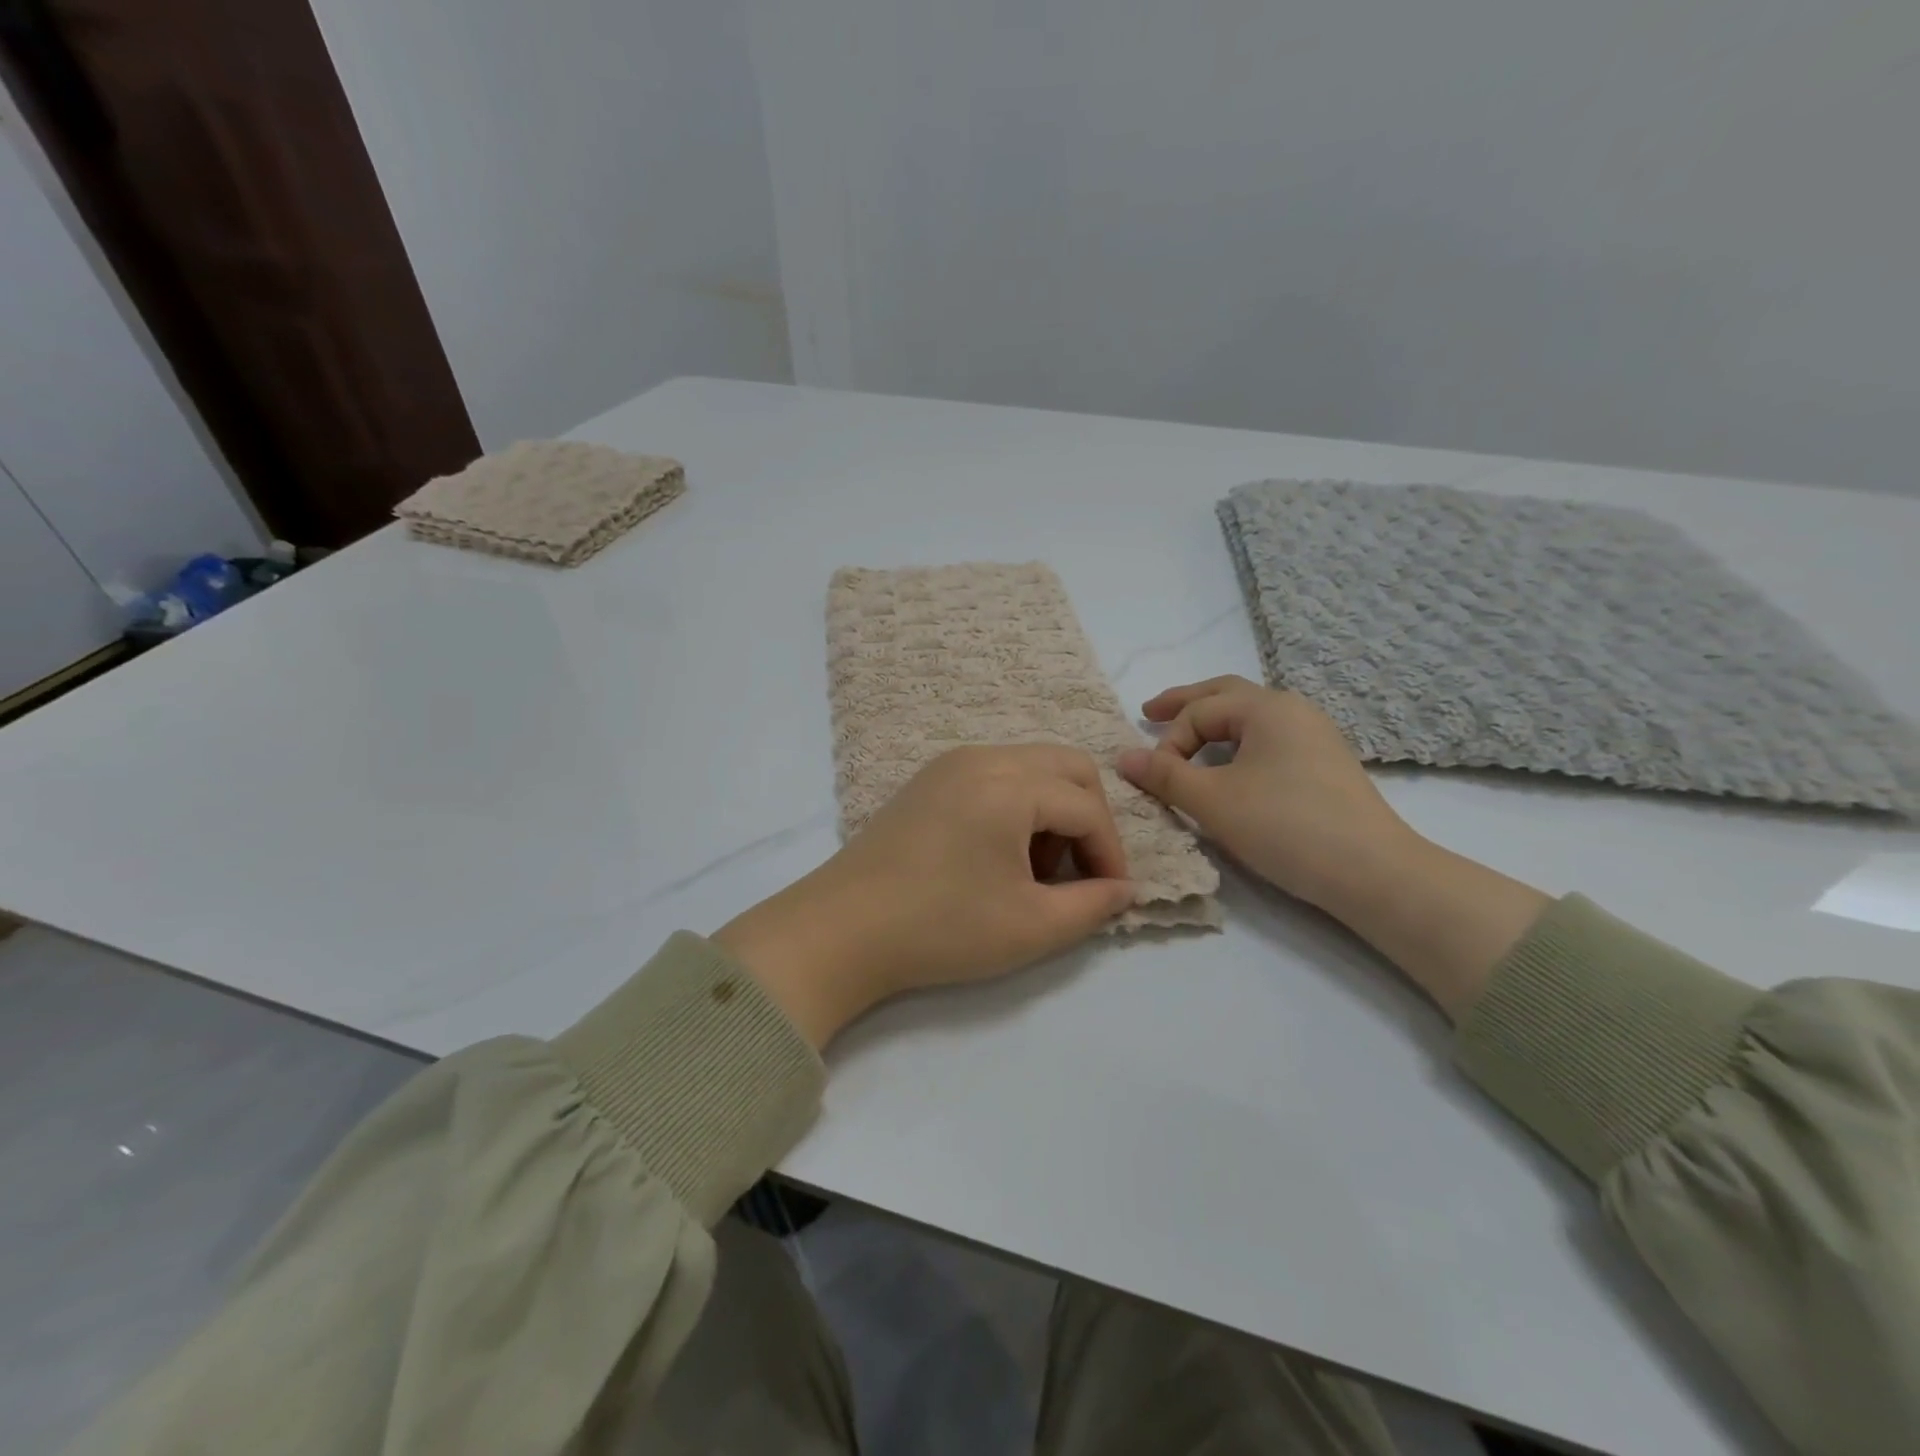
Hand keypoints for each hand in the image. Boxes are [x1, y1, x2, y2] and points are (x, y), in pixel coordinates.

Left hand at [715, 745, 1134, 1046]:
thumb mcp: (1030, 927)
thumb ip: (1092, 905)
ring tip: (1035, 871)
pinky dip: (1017, 805)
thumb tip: (1124, 889)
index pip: (1087, 807)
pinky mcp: (929, 780)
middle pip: (1067, 766)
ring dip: (1052, 811)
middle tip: (1077, 873)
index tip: (1111, 896)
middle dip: (1088, 818)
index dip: (1110, 853)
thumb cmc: (940, 928)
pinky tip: (999, 856)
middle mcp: (982, 757)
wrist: (841, 930)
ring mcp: (950, 764)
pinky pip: (996, 775)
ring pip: (1031, 767)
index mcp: (1009, 784)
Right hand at [1115, 675, 1415, 911]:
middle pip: (1227, 695)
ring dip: (1213, 725)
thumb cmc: (1285, 826)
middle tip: (1149, 711)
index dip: (1169, 742)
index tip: (1156, 779)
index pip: (1199, 712)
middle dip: (1185, 704)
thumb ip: (1165, 775)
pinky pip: (1269, 740)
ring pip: (1250, 719)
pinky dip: (1237, 745)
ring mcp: (1315, 736)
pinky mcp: (1325, 766)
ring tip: (1187, 740)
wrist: (1372, 871)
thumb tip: (1122, 757)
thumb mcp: (1213, 801)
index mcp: (1266, 708)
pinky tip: (1231, 767)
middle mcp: (1293, 710)